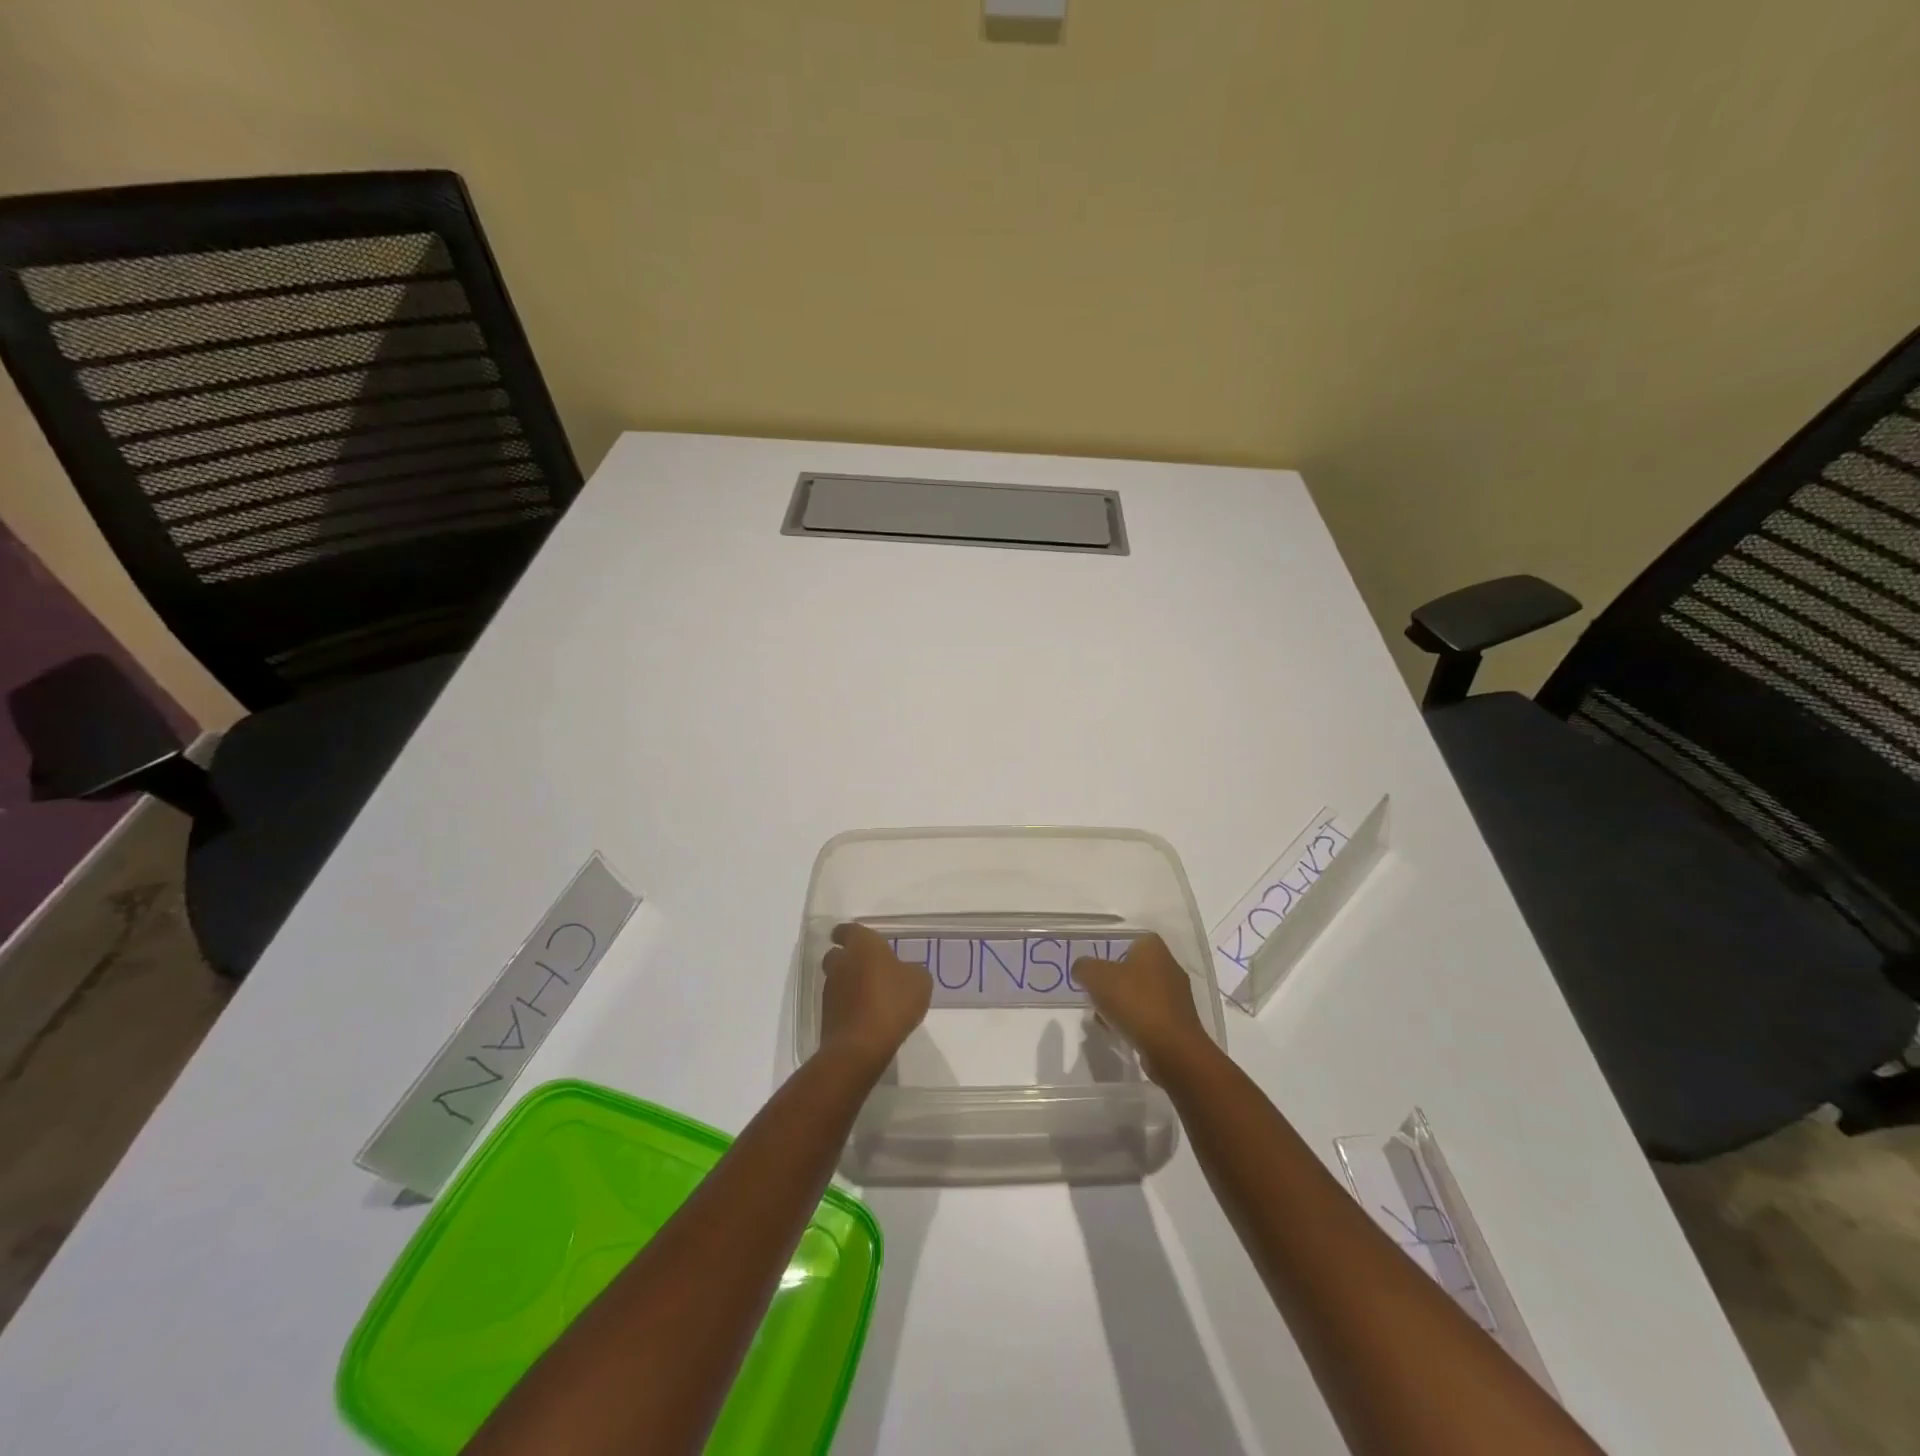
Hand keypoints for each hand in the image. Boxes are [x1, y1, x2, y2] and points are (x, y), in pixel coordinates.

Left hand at [818, 923, 931, 1077]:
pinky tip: (867, 1016)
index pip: (847, 930)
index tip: (859, 940)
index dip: (850, 934)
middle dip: (849, 958)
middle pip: (837, 954)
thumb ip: (911, 970)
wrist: (860, 1047)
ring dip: (850, 983)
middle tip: (869, 968)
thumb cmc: (893, 1003)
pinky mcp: (826, 1015)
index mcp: (862, 945)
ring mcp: (830, 990)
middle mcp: (841, 962)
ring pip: (837, 979)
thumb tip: (905, 972)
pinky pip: (838, 1002)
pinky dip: (849, 1005)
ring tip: (872, 996)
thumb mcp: (920, 982)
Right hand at [1073, 933, 1210, 1072]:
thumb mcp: (1097, 977)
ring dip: (1122, 1003)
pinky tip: (1121, 1032)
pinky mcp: (1178, 1022)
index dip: (1111, 952)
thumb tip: (1082, 970)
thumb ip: (1084, 967)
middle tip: (1096, 993)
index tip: (1096, 968)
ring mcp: (1176, 996)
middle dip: (1114, 981)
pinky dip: (1135, 1022)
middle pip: (1134, 968)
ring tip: (1104, 1017)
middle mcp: (1169, 966)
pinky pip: (1149, 1015)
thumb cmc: (1135, 1002)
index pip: (1130, 941)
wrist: (1172, 1048)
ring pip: (1141, 993)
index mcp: (1153, 948)